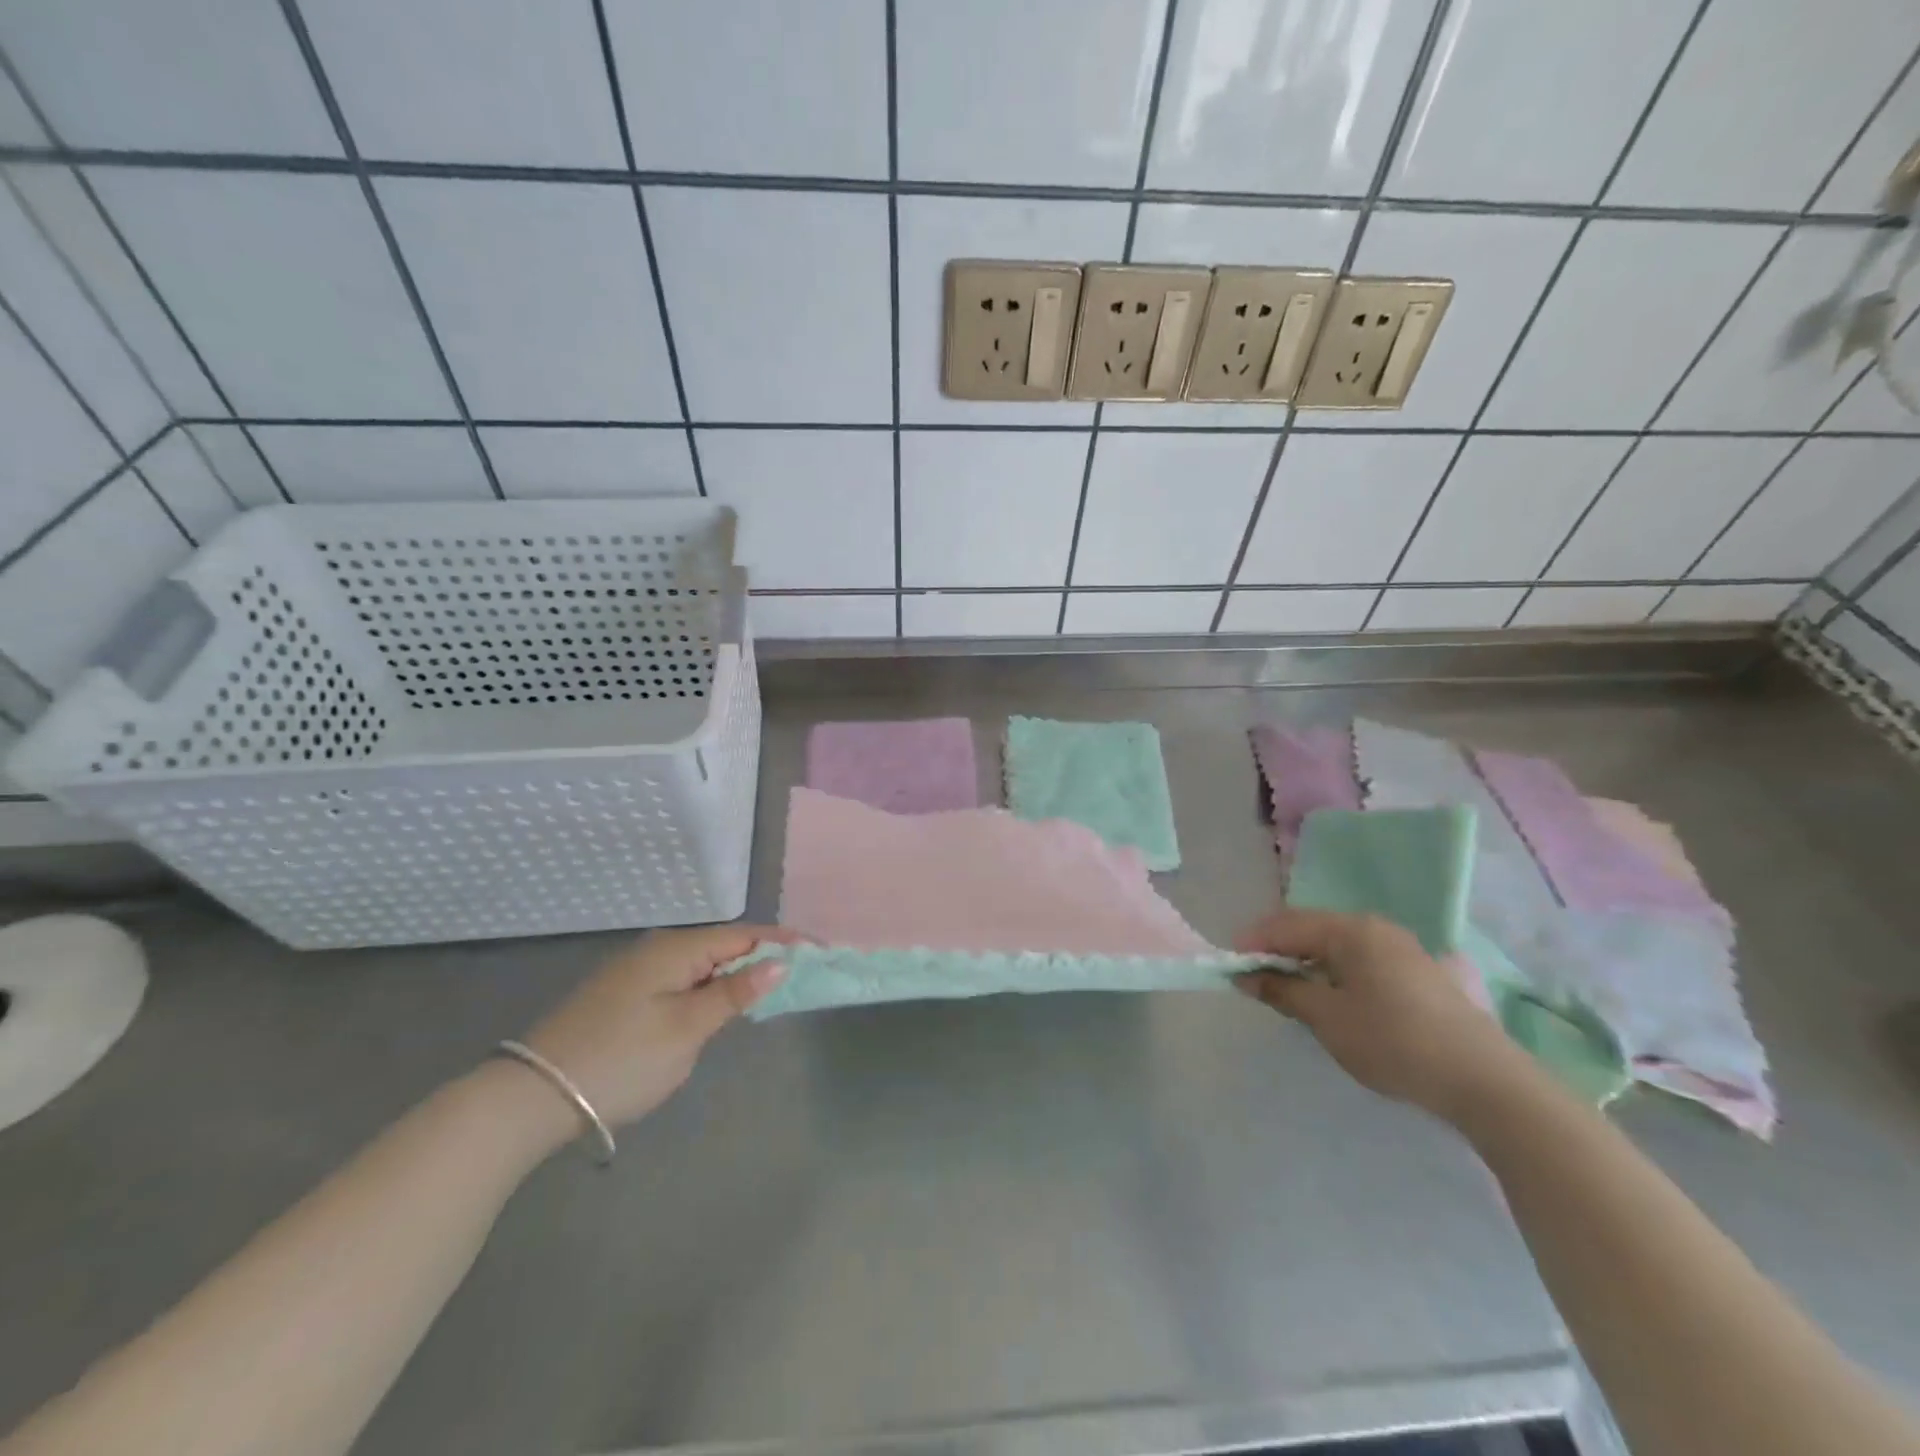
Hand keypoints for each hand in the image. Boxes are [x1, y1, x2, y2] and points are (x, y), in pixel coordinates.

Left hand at [518, 924, 791, 1128]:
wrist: (532, 1096)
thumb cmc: (621, 1059)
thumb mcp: (687, 1029)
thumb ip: (735, 993)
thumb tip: (779, 962)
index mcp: (676, 949)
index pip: (743, 935)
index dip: (783, 941)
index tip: (820, 951)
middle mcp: (657, 949)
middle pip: (723, 945)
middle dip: (763, 956)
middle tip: (802, 973)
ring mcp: (636, 972)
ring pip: (702, 964)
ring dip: (736, 973)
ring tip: (770, 989)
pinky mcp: (624, 995)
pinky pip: (682, 980)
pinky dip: (709, 988)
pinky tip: (719, 1005)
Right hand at [1234, 909, 1527, 1119]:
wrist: (1484, 1081)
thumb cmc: (1394, 1041)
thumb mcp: (1327, 1018)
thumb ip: (1282, 991)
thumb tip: (1246, 976)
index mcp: (1351, 930)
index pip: (1286, 925)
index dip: (1253, 943)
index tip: (1229, 968)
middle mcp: (1375, 928)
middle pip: (1311, 930)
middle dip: (1278, 952)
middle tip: (1254, 981)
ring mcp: (1401, 949)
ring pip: (1336, 946)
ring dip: (1306, 964)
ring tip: (1287, 993)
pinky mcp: (1417, 973)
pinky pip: (1359, 961)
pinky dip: (1333, 973)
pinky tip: (1330, 1000)